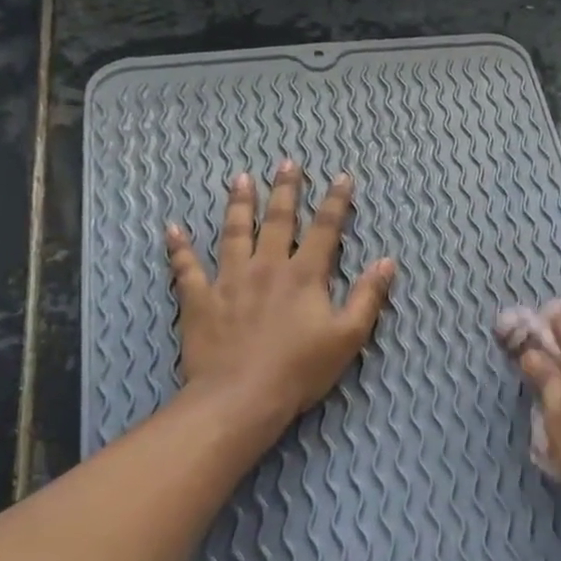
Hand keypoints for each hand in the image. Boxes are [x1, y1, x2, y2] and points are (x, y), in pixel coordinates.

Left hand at [165, 160, 395, 429]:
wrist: (241, 397)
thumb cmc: (300, 369)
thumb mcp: (348, 336)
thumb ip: (368, 296)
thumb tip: (387, 261)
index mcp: (304, 276)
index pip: (324, 229)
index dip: (336, 202)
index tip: (341, 176)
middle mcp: (267, 267)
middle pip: (278, 220)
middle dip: (285, 190)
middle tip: (287, 162)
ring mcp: (229, 280)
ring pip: (233, 233)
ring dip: (238, 204)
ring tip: (240, 179)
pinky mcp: (200, 300)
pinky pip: (186, 268)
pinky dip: (179, 248)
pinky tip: (172, 230)